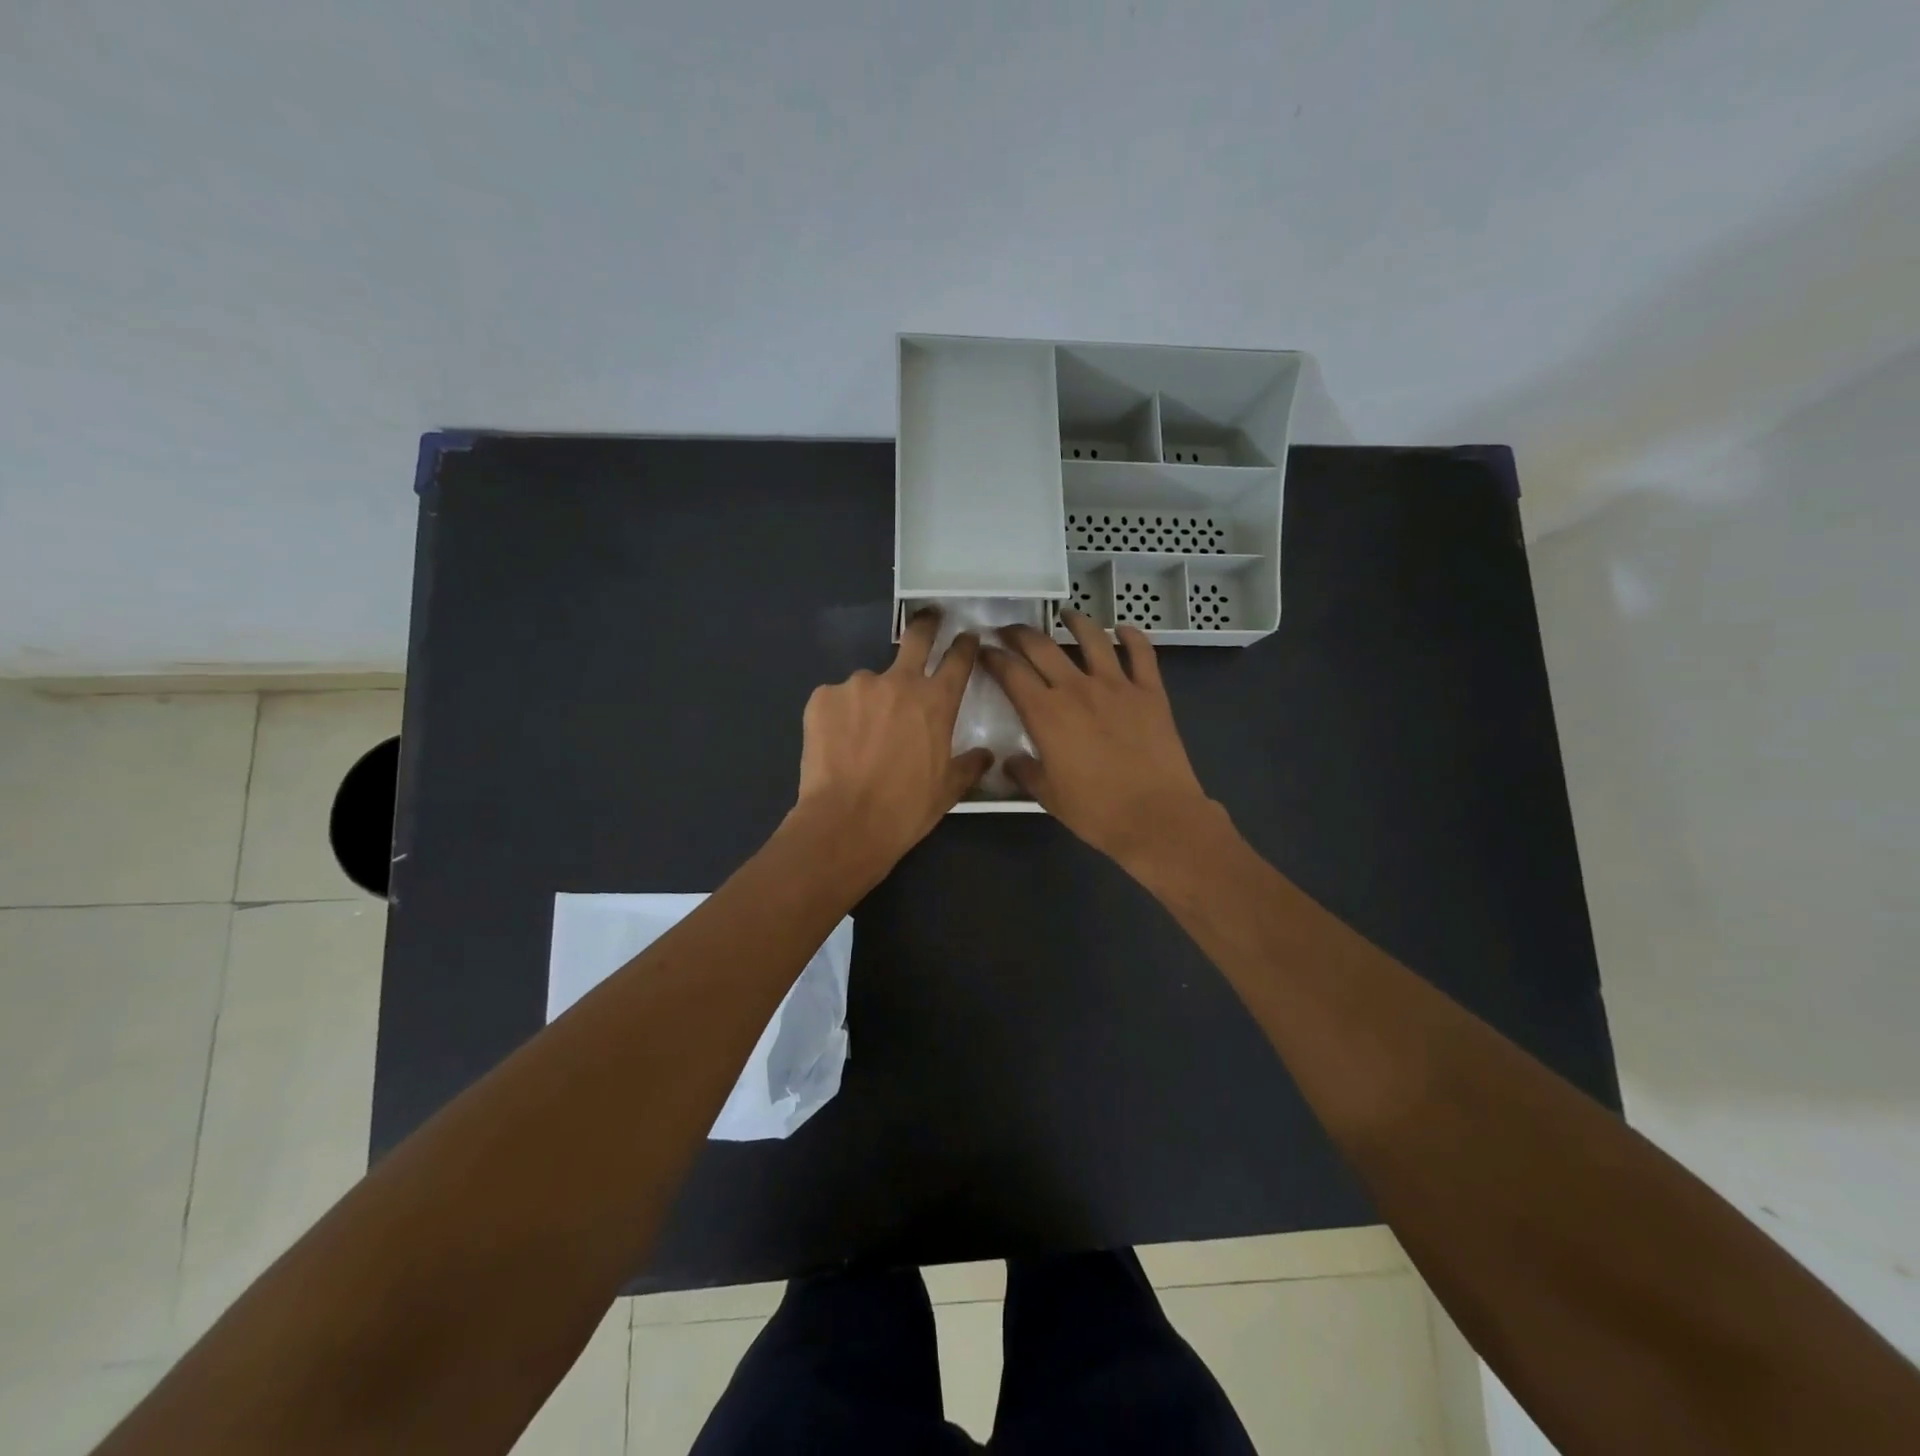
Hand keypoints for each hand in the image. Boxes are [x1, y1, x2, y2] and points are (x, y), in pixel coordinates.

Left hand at [790, 610, 993, 878]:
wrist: (845, 823)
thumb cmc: (905, 808)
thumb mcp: (947, 790)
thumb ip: (969, 765)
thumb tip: (986, 755)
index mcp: (936, 701)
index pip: (958, 659)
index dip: (965, 644)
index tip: (967, 636)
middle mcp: (899, 682)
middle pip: (916, 637)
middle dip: (926, 623)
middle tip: (929, 618)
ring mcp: (857, 686)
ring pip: (869, 682)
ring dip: (871, 699)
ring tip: (861, 736)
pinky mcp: (822, 697)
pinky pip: (837, 700)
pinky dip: (840, 716)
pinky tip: (837, 744)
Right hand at [981, 611, 1220, 870]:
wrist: (1156, 816)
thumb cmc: (1096, 811)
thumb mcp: (1048, 796)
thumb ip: (1026, 772)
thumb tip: (1011, 761)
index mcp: (1046, 713)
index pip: (1011, 673)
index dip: (993, 658)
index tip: (984, 651)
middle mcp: (1077, 689)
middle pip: (1042, 647)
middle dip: (1020, 634)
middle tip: (1010, 631)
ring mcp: (1117, 686)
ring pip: (1092, 639)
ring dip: (1075, 622)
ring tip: (1066, 615)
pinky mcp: (1150, 692)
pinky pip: (1141, 653)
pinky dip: (1132, 636)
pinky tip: (1123, 630)